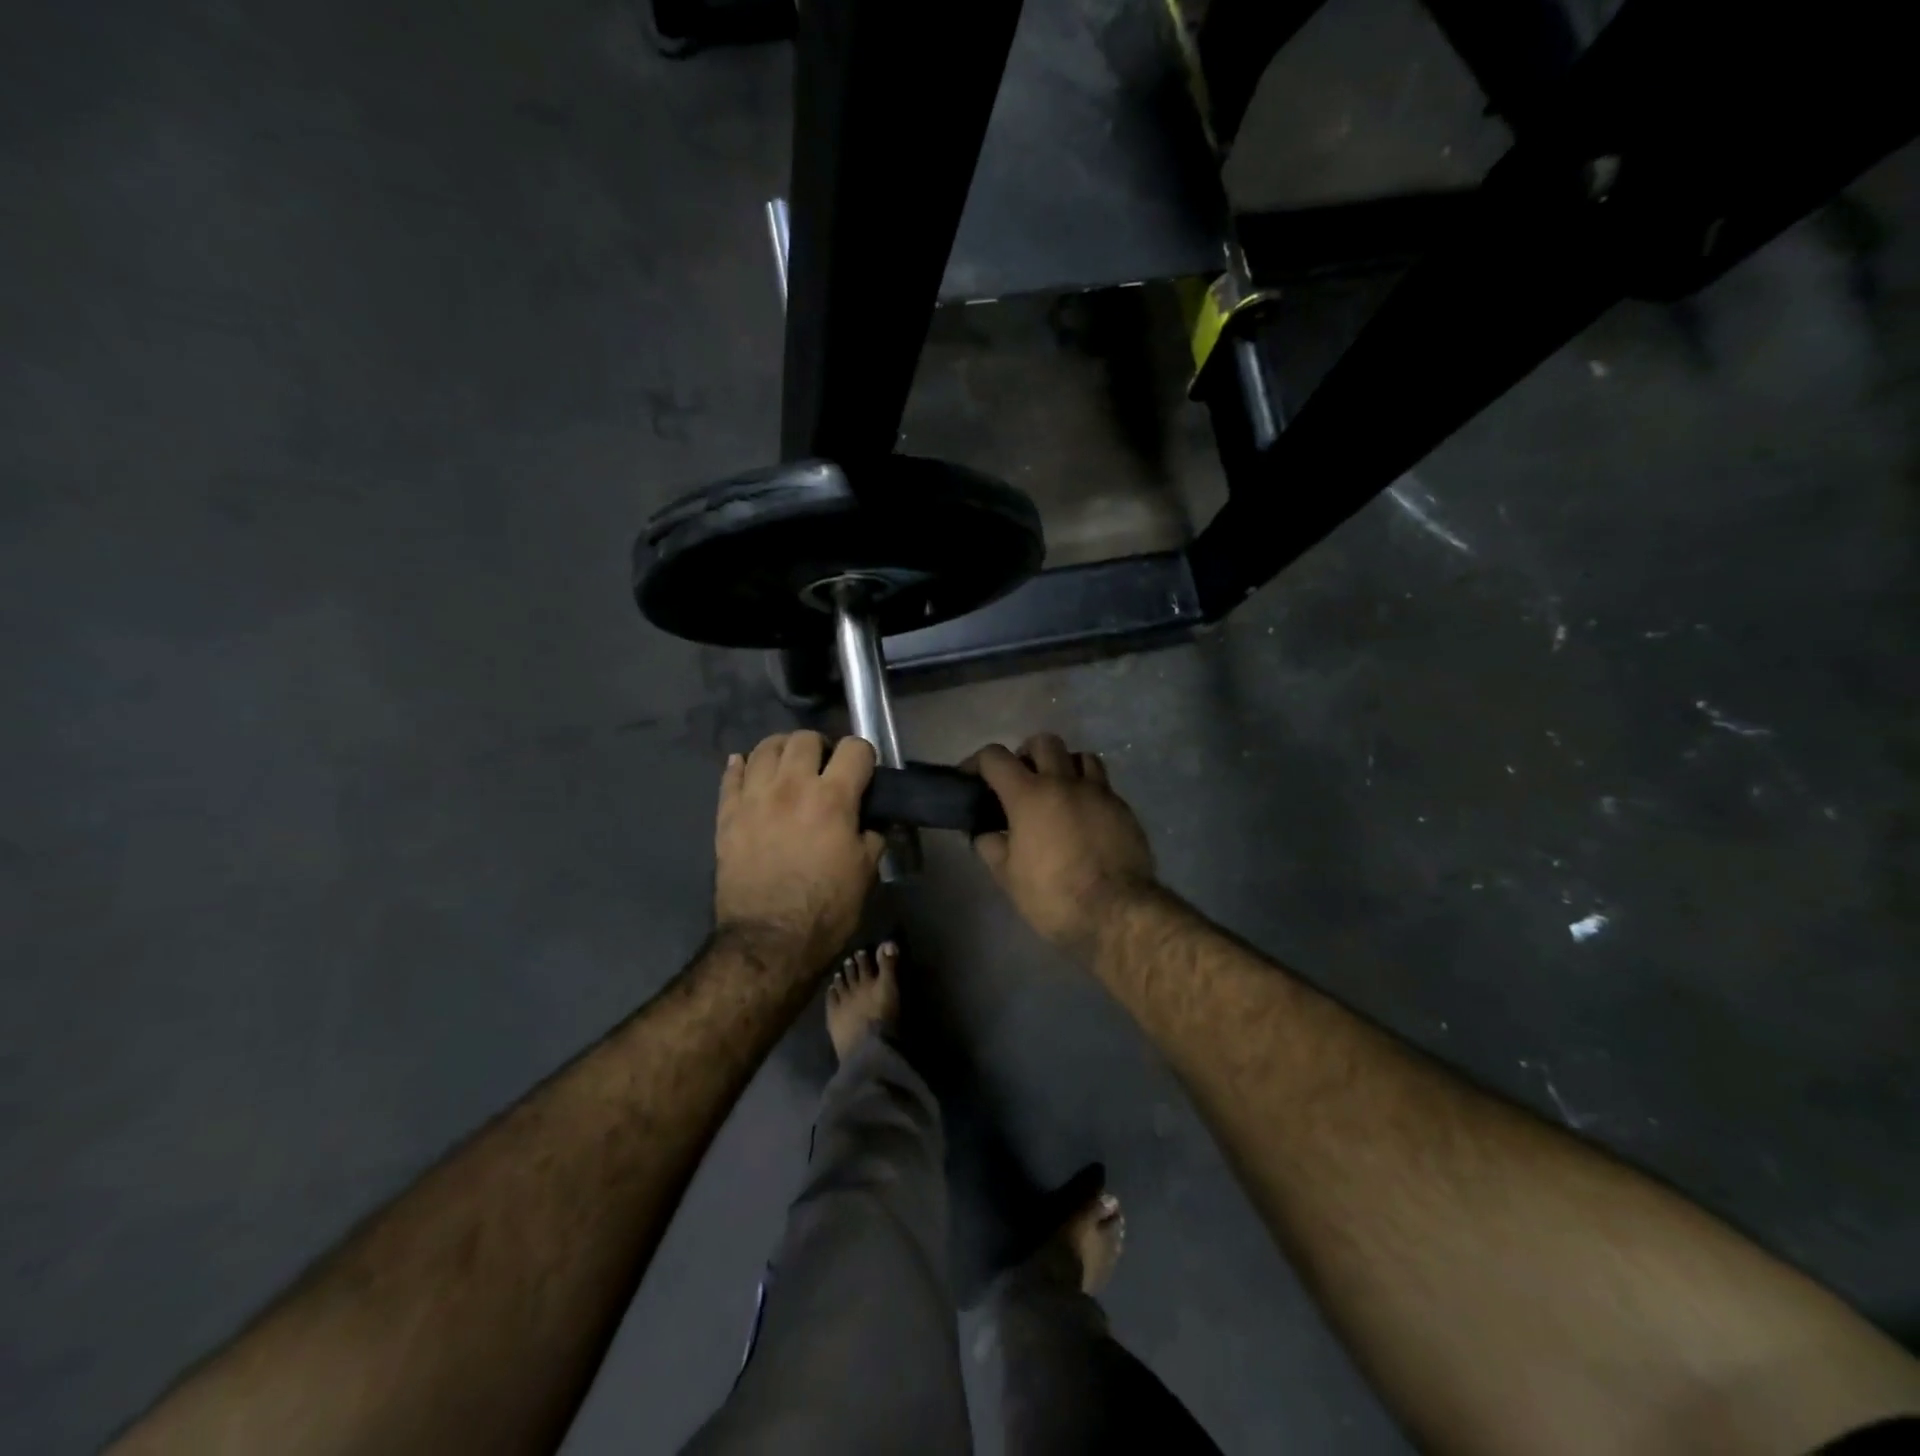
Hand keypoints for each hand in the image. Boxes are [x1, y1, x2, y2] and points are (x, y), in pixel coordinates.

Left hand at [714, 732, 883, 971]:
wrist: (769, 941)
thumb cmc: (826, 909)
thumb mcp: (866, 872)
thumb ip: (872, 836)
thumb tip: (871, 821)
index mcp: (833, 798)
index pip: (855, 749)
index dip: (864, 757)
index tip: (864, 774)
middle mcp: (792, 786)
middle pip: (805, 738)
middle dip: (822, 747)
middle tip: (825, 770)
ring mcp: (754, 798)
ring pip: (765, 748)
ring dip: (782, 751)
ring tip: (788, 768)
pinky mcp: (727, 815)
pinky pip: (730, 775)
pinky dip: (741, 767)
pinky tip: (747, 769)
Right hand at [965, 734, 1156, 955]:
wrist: (1117, 912)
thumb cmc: (1053, 895)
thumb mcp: (1008, 877)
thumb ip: (992, 847)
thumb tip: (986, 833)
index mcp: (1029, 795)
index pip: (995, 758)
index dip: (977, 762)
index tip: (971, 777)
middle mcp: (1064, 782)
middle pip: (1044, 742)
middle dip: (1027, 754)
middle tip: (1021, 780)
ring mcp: (1099, 792)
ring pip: (1081, 756)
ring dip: (1064, 766)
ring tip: (1058, 791)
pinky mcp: (1124, 809)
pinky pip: (1103, 786)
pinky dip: (1089, 792)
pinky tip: (1085, 818)